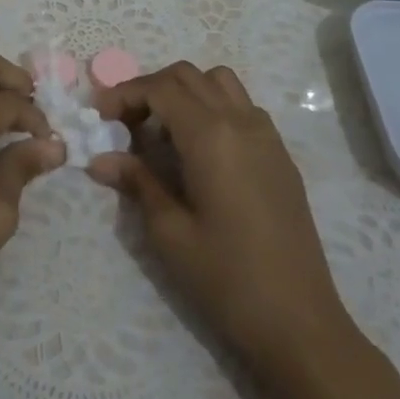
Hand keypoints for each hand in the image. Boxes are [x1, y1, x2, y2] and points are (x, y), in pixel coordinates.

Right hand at [90, 62, 359, 371]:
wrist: (299, 323)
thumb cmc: (227, 279)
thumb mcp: (170, 233)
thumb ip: (137, 183)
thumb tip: (100, 159)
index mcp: (211, 135)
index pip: (161, 88)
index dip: (125, 94)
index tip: (100, 116)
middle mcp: (241, 121)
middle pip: (188, 76)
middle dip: (150, 88)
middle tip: (124, 123)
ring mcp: (267, 135)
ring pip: (219, 83)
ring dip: (185, 92)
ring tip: (163, 131)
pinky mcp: (280, 155)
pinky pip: (242, 107)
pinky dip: (213, 108)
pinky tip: (200, 150)